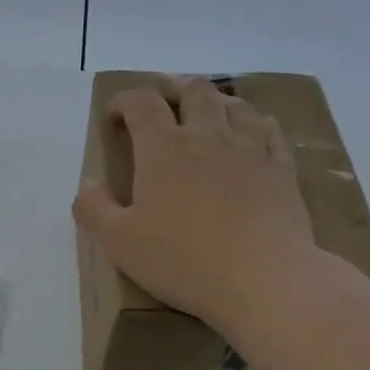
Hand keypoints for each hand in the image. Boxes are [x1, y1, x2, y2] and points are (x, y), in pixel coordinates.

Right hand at [73, 77, 319, 333]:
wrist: (263, 280)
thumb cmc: (183, 259)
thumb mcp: (119, 243)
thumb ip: (94, 209)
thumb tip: (87, 184)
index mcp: (163, 148)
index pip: (141, 102)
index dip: (123, 101)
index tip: (114, 118)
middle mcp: (207, 136)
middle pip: (194, 90)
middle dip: (174, 90)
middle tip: (164, 107)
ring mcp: (250, 150)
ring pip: (236, 105)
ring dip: (218, 102)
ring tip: (208, 116)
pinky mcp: (282, 171)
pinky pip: (272, 134)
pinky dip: (259, 127)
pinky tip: (256, 135)